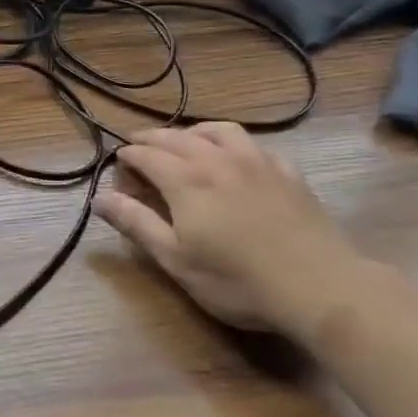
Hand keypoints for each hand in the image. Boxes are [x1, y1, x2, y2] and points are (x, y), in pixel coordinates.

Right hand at [93, 122, 360, 336]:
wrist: (320, 286)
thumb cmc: (238, 280)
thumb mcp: (176, 259)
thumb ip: (135, 223)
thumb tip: (97, 197)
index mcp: (184, 179)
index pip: (145, 154)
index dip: (127, 156)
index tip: (117, 163)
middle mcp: (215, 159)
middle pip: (175, 137)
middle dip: (151, 139)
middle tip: (138, 146)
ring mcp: (255, 162)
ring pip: (217, 130)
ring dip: (193, 132)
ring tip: (185, 141)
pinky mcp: (286, 172)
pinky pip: (254, 144)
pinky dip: (234, 143)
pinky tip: (236, 157)